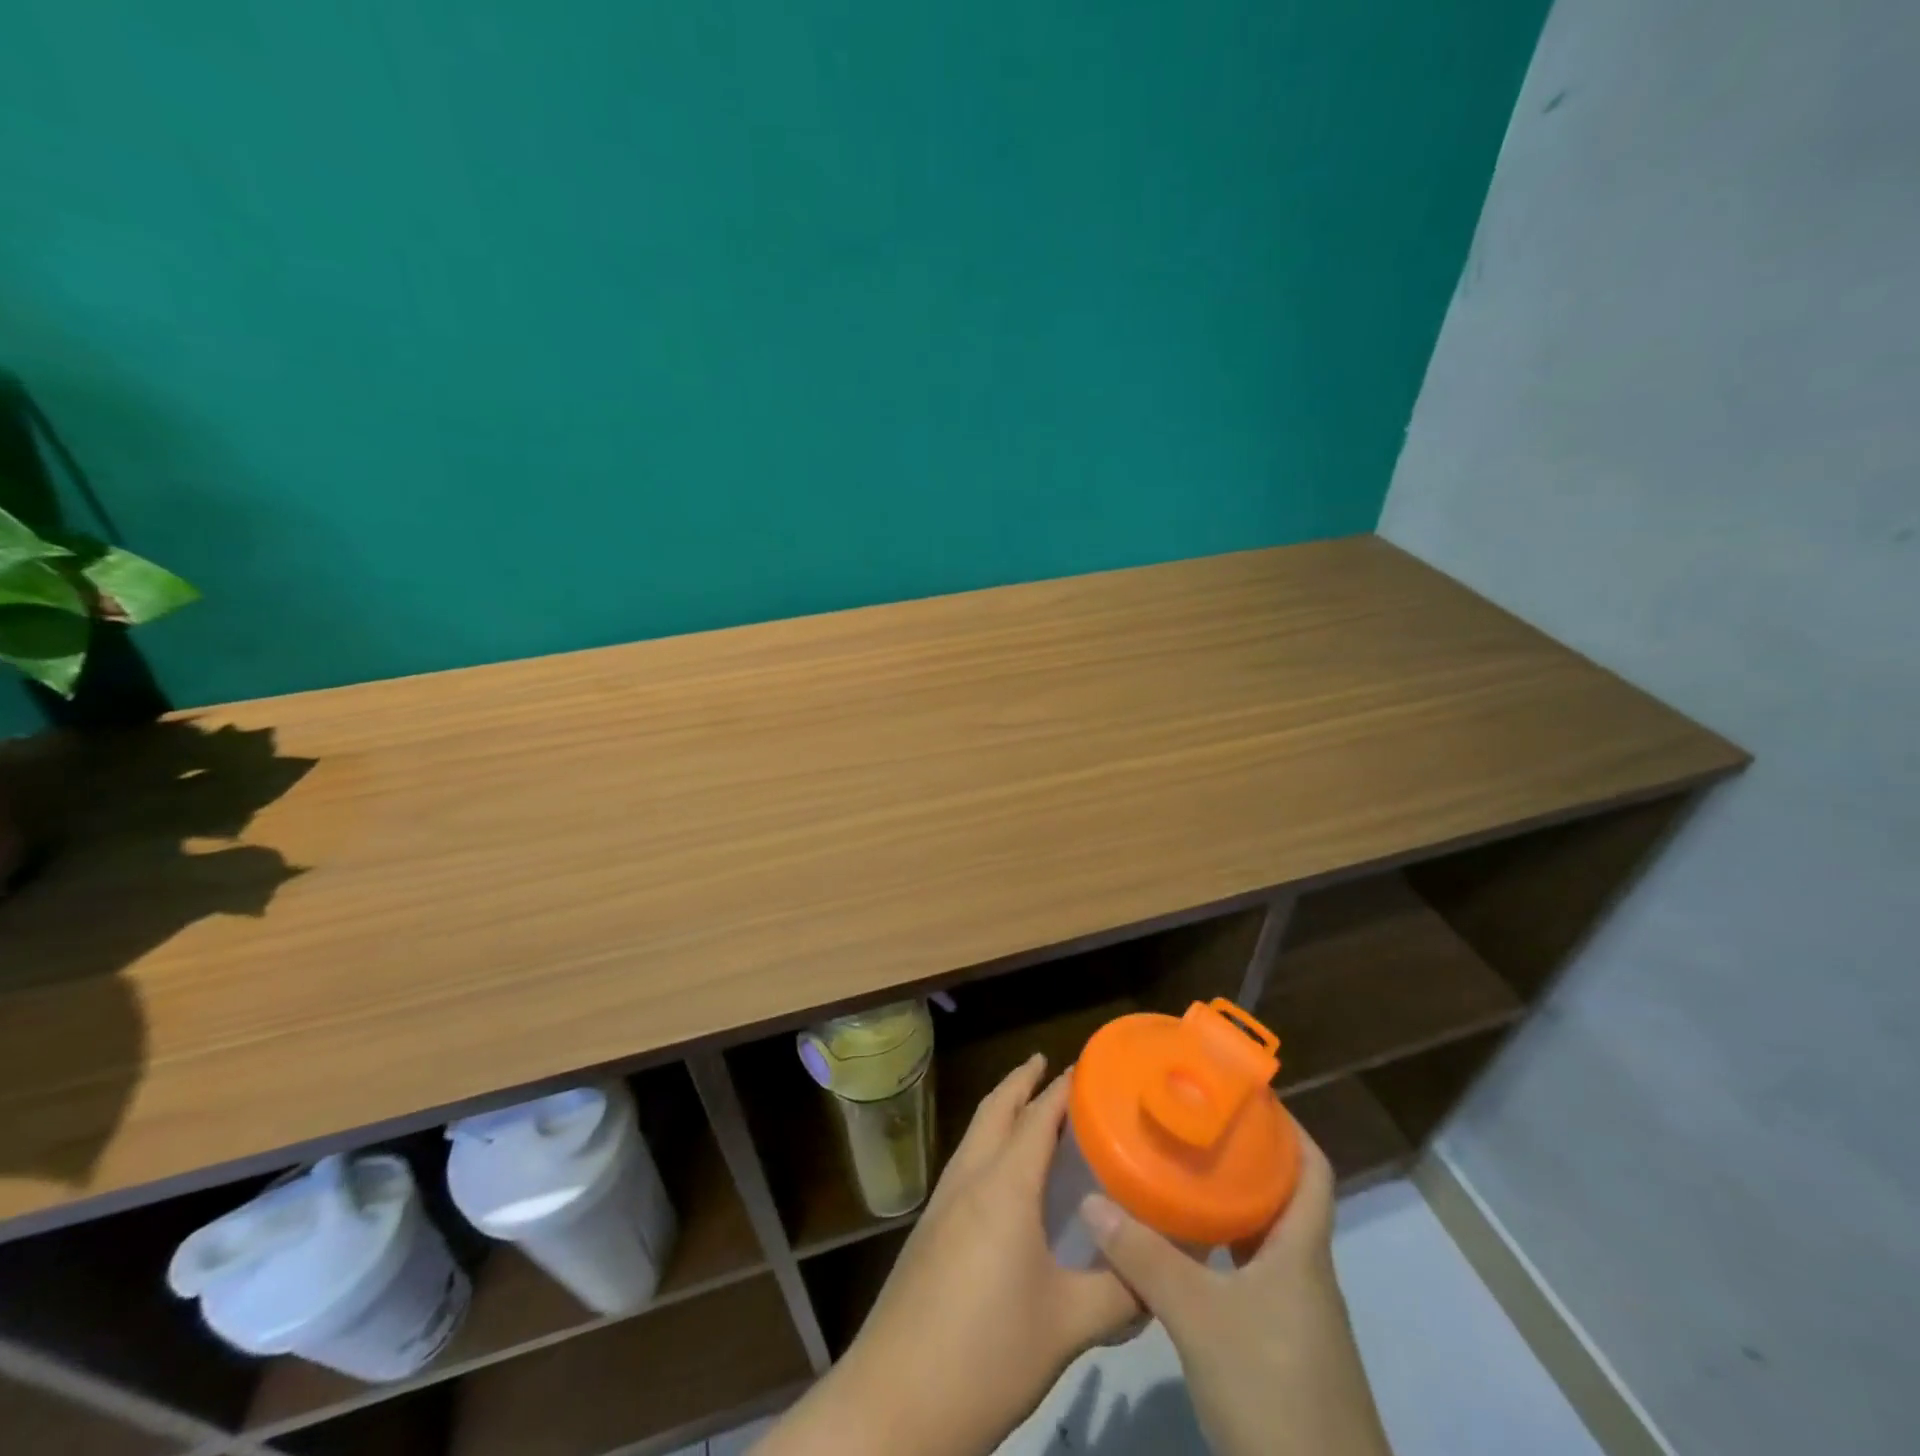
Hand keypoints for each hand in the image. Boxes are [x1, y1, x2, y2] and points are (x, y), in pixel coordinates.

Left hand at [757, 1055, 1140, 1455]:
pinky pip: (965, 1163)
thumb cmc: (987, 1352)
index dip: (1063, 1087)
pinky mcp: (929, 1229)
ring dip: (1000, 1110)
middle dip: (1021, 1081)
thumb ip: (1121, 1291)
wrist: (894, 1401)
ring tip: (1030, 1108)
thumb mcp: (1068, 1326)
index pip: (1038, 1116)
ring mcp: (942, 1202)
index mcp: (1004, 1185)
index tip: (1090, 1066)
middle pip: (995, 1110)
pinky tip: (1003, 1176)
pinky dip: (988, 1143)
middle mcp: (970, 1178)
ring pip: (975, 1134)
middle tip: (1050, 1065)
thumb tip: (1163, 1273)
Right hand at [1081, 1127, 1393, 1455]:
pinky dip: (1221, 1251)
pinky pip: (1251, 1274)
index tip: (1242, 1094)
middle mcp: (1304, 1271)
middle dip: (1242, 1157)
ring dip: (1229, 1204)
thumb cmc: (1273, 1392)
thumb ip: (1145, 1257)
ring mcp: (1295, 1313)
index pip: (1312, 1168)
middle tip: (1190, 1125)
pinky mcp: (1280, 1346)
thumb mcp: (1200, 1318)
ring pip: (1263, 1237)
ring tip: (1178, 1172)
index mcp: (1302, 1250)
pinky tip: (1183, 1250)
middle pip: (1282, 1196)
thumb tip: (1090, 1200)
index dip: (1287, 1126)